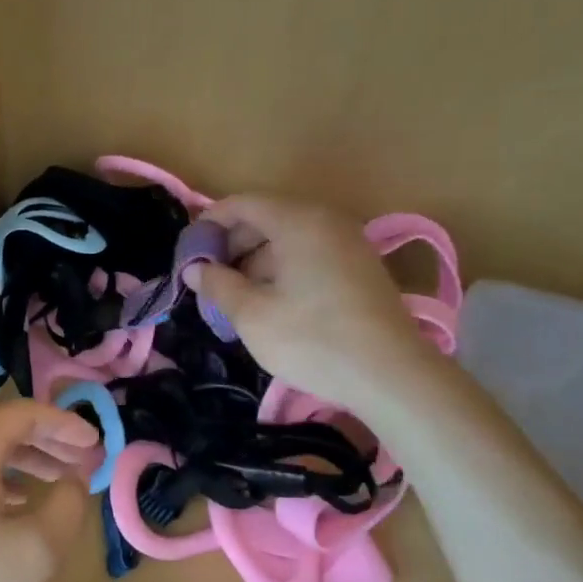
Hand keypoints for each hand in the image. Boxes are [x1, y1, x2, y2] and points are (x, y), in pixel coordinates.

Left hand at [0, 399, 96, 581]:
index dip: (63, 422)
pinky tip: (12, 511)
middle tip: (81, 460)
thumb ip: (67, 504)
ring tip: (55, 482)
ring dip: (23, 463)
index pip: (21, 414)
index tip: (95, 442)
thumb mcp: (37, 551)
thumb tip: (74, 479)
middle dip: (46, 440)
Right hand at [187, 193, 436, 411]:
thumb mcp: (252, 315)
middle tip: (208, 278)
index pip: (241, 204)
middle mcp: (325, 220)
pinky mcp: (360, 267)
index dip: (209, 223)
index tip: (188, 253)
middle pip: (266, 217)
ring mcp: (348, 243)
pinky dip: (283, 268)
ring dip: (256, 259)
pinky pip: (310, 253)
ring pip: (288, 238)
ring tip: (235, 296)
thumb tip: (194, 269)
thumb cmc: (314, 340)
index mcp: (297, 221)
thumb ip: (217, 285)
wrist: (393, 377)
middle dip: (232, 244)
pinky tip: (271, 302)